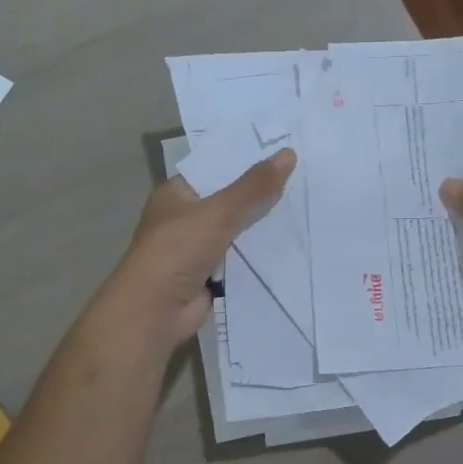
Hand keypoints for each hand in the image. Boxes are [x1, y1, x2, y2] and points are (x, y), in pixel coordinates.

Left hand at [105, 149, 295, 347]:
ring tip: (307, 205)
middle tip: (305, 177)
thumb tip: (289, 153)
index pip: (215, 168)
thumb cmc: (177, 251)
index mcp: (177, 194)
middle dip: (262, 193)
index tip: (284, 151)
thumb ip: (254, 187)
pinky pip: (242, 258)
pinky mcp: (212, 275)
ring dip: (264, 225)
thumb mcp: (218, 212)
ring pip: (239, 230)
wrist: (155, 312)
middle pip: (230, 200)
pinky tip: (294, 243)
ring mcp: (198, 248)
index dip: (246, 160)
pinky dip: (262, 254)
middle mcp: (186, 218)